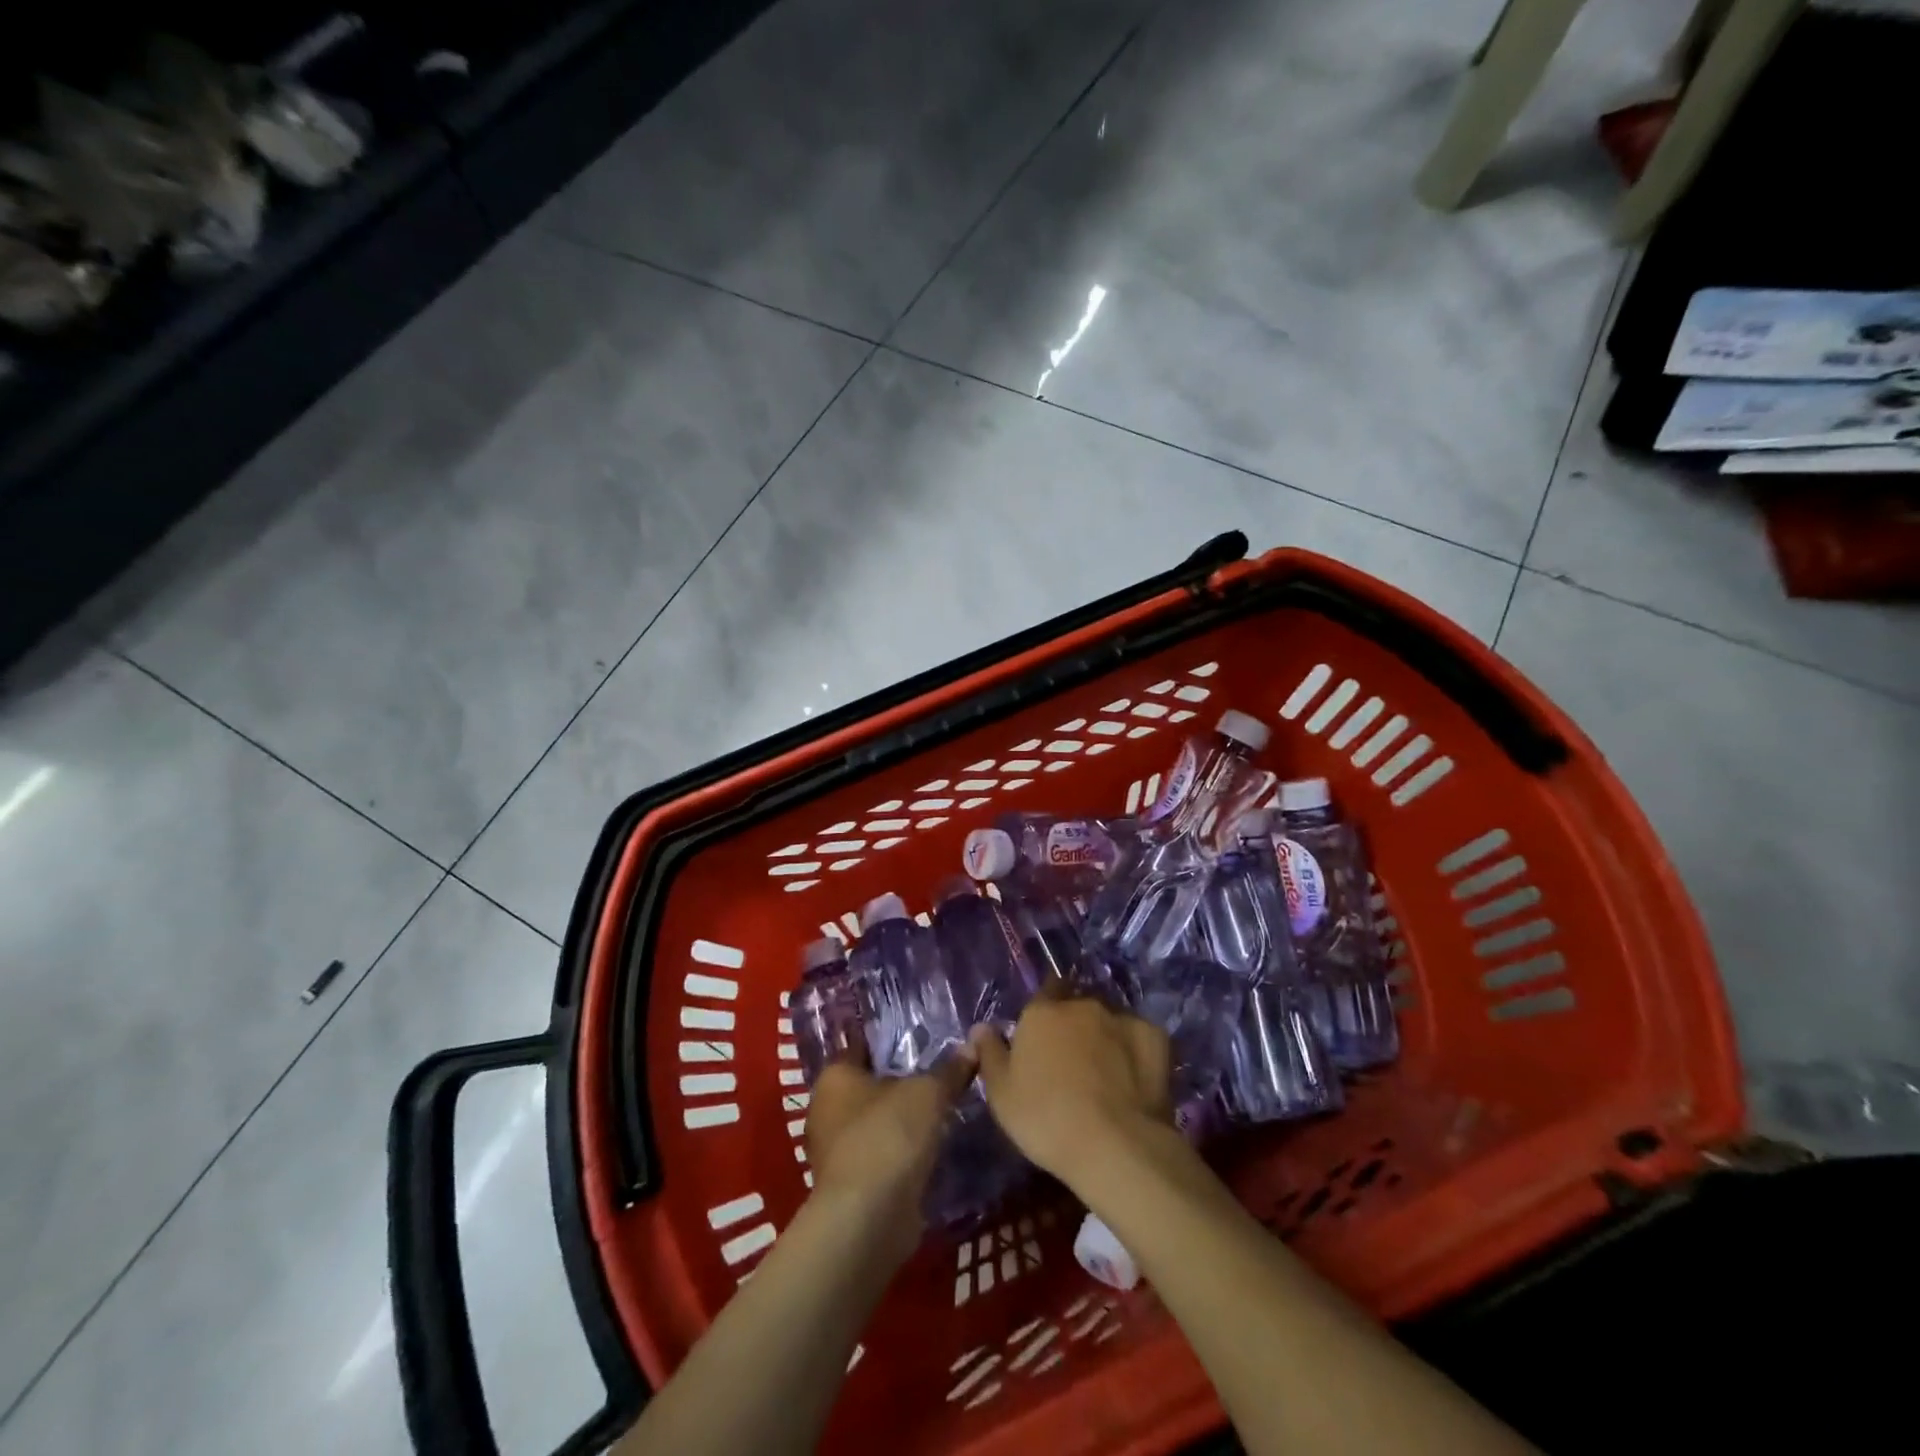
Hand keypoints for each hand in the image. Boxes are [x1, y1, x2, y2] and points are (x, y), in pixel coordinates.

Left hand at [804, 1050, 975, 1263]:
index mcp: (834, 1076)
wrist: (868, 1219)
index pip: (861, 1045)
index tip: (918, 1036)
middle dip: (897, 1082)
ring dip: (899, 1121)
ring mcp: (834, 1150)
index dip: (888, 1040)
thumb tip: (973, 1046)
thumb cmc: (888, 1136)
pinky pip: (879, 1154)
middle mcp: (825, 1109)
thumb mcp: (928, 1094)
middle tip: (936, 1072)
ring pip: (873, 1122)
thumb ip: (949, 1070)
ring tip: (939, 1110)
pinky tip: (928, 1148)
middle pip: (867, 1085)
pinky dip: (899, 1152)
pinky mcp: (849, 1184)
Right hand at [969, 985, 1172, 1190]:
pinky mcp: (1155, 1037)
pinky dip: (1135, 1053)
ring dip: (1105, 1037)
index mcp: (1042, 1013)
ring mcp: (1122, 1018)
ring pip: (1110, 1020)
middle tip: (1074, 1060)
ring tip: (1106, 1074)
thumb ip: (990, 1053)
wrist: (1115, 1145)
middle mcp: (1082, 1005)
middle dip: (1076, 1024)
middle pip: (1078, 1006)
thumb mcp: (1001, 1094)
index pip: (1045, 990)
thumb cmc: (1046, 1119)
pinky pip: (1140, 1039)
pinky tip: (1134, 1080)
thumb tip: (981, 1026)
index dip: (1046, 1008)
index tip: (1046, 1033)